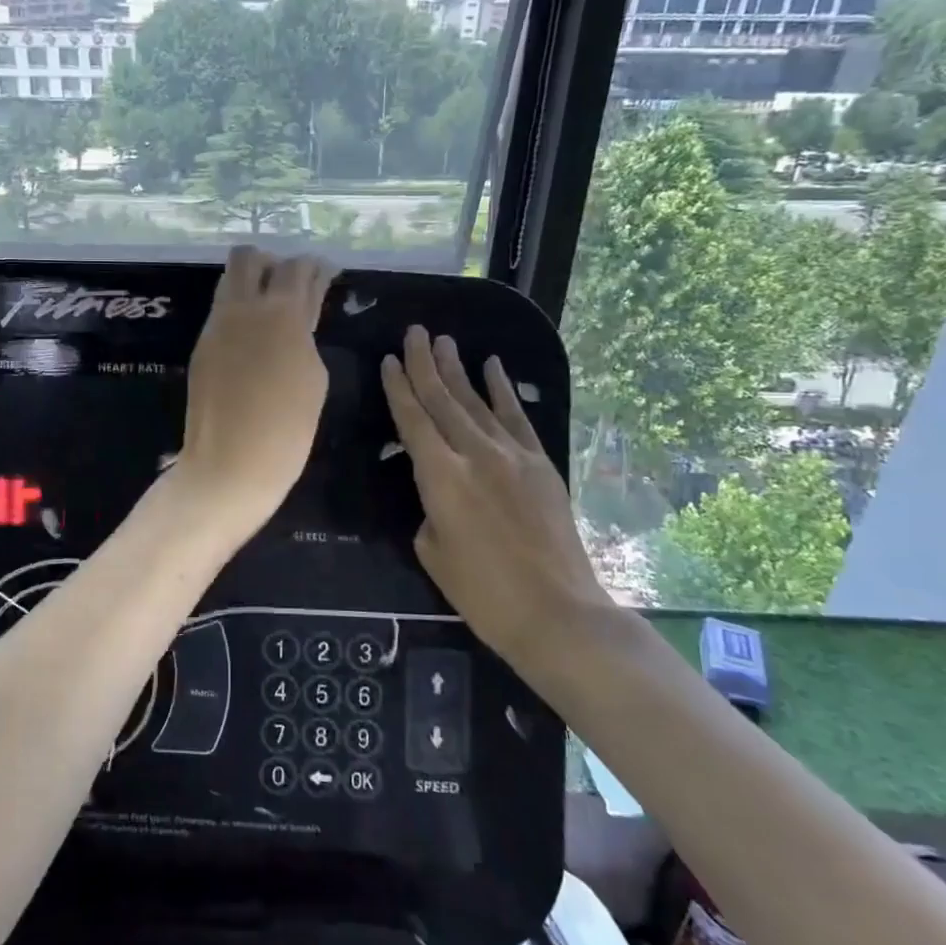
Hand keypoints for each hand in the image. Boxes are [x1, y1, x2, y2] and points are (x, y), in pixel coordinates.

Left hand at [174, 246, 335, 539]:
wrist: (230, 464)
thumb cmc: (287, 429)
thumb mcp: (314, 378)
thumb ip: (306, 335)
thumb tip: (297, 319)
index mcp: (281, 313)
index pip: (297, 267)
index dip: (314, 267)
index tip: (325, 273)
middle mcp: (242, 308)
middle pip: (249, 257)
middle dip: (272, 263)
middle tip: (290, 286)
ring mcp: (216, 326)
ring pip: (229, 281)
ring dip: (251, 283)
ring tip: (271, 310)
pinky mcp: (201, 346)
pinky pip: (221, 312)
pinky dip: (239, 311)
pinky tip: (253, 338)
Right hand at [381, 326, 608, 679]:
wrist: (557, 612)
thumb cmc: (483, 593)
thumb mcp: (433, 551)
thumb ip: (429, 508)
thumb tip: (438, 490)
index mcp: (440, 477)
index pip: (412, 420)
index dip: (398, 388)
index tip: (387, 360)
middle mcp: (474, 454)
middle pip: (442, 400)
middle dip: (424, 363)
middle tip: (414, 332)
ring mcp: (512, 455)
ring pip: (476, 401)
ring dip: (457, 369)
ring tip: (442, 340)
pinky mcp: (540, 463)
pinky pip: (516, 417)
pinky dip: (502, 390)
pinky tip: (492, 366)